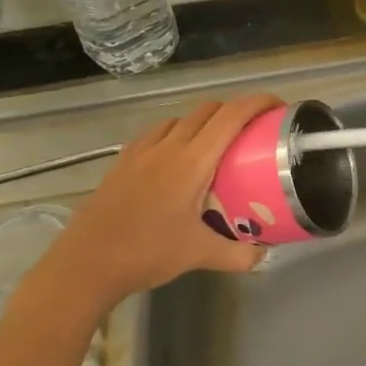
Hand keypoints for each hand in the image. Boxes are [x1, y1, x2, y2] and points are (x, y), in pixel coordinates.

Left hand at [12, 95, 281, 315]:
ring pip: (180, 118)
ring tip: (216, 144)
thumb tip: (263, 255)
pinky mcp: (123, 161)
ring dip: (204, 120)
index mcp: (192, 162)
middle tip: (253, 130)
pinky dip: (176, 133)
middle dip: (234, 110)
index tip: (278, 107)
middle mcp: (168, 146)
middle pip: (207, 110)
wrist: (87, 263)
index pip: (230, 116)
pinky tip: (176, 157)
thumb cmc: (147, 252)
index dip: (257, 103)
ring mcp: (141, 151)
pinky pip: (157, 133)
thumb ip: (238, 254)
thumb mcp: (199, 255)